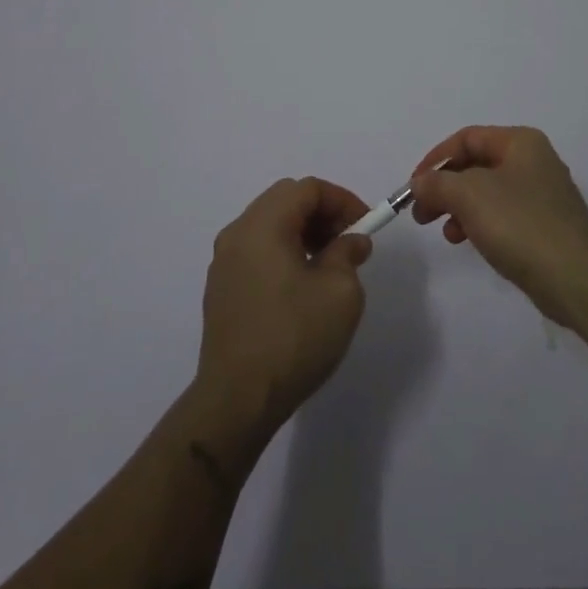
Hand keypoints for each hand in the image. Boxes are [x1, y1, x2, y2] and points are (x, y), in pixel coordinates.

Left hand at [197, 177, 374, 432]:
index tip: (366, 225)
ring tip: (330, 264)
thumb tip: (350, 242)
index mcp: (262, 225)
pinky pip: (257, 251)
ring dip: (303, 232)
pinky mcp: (221, 289)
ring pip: (269, 225)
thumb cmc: (293, 337)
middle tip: (349, 241)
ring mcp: (224, 262)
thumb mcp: (340, 292)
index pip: (307, 188)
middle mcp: (237, 234)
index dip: (342, 199)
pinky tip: (302, 285)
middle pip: (285, 200)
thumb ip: (348, 254)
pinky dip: (284, 251)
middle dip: (323, 213)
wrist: (237, 400)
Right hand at [408, 126, 587, 327]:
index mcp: (520, 143)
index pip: (467, 138)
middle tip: (421, 212)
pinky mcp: (544, 226)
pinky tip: (467, 242)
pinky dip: (479, 223)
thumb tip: (419, 183)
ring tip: (445, 233)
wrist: (576, 278)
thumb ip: (437, 183)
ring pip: (486, 192)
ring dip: (458, 207)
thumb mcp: (469, 195)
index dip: (435, 158)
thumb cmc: (520, 224)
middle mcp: (533, 161)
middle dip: (444, 187)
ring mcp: (541, 195)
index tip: (413, 186)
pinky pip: (501, 215)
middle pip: (476, 165)